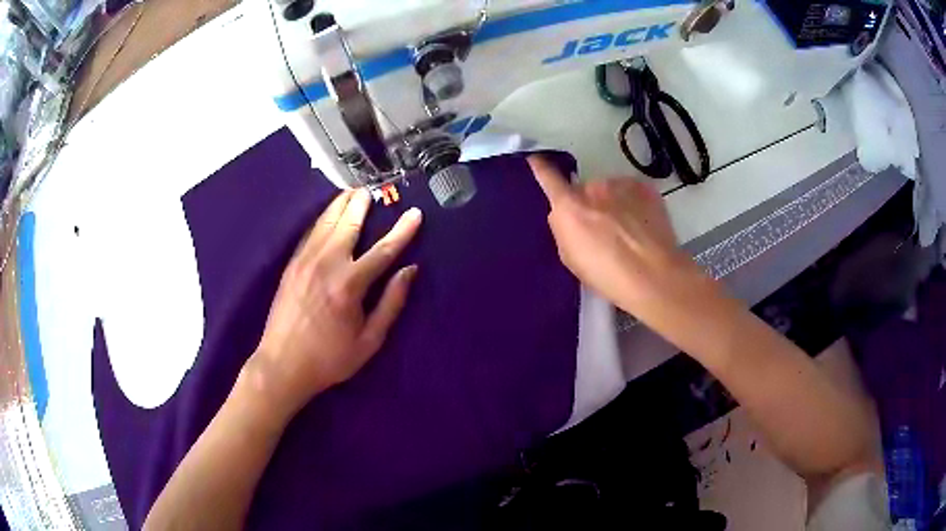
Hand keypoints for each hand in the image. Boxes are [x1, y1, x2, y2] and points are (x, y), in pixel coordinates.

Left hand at [250, 189, 421, 412]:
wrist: (283, 364)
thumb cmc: (330, 358)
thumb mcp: (369, 341)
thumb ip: (391, 303)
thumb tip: (410, 270)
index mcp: (350, 284)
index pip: (383, 250)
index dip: (402, 231)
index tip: (415, 214)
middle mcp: (327, 263)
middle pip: (349, 223)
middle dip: (362, 204)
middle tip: (371, 189)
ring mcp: (305, 260)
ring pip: (326, 222)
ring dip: (340, 205)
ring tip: (351, 192)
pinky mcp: (291, 264)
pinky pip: (310, 233)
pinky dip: (322, 219)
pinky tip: (327, 215)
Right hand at [527, 155, 721, 338]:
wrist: (653, 275)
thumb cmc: (606, 275)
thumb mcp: (570, 258)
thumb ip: (564, 229)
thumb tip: (567, 215)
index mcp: (569, 206)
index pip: (548, 177)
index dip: (540, 167)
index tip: (536, 160)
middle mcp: (593, 187)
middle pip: (585, 191)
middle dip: (590, 205)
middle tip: (603, 230)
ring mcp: (621, 184)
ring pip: (611, 191)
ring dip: (614, 204)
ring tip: (628, 231)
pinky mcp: (645, 187)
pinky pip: (632, 192)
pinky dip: (634, 204)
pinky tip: (642, 226)